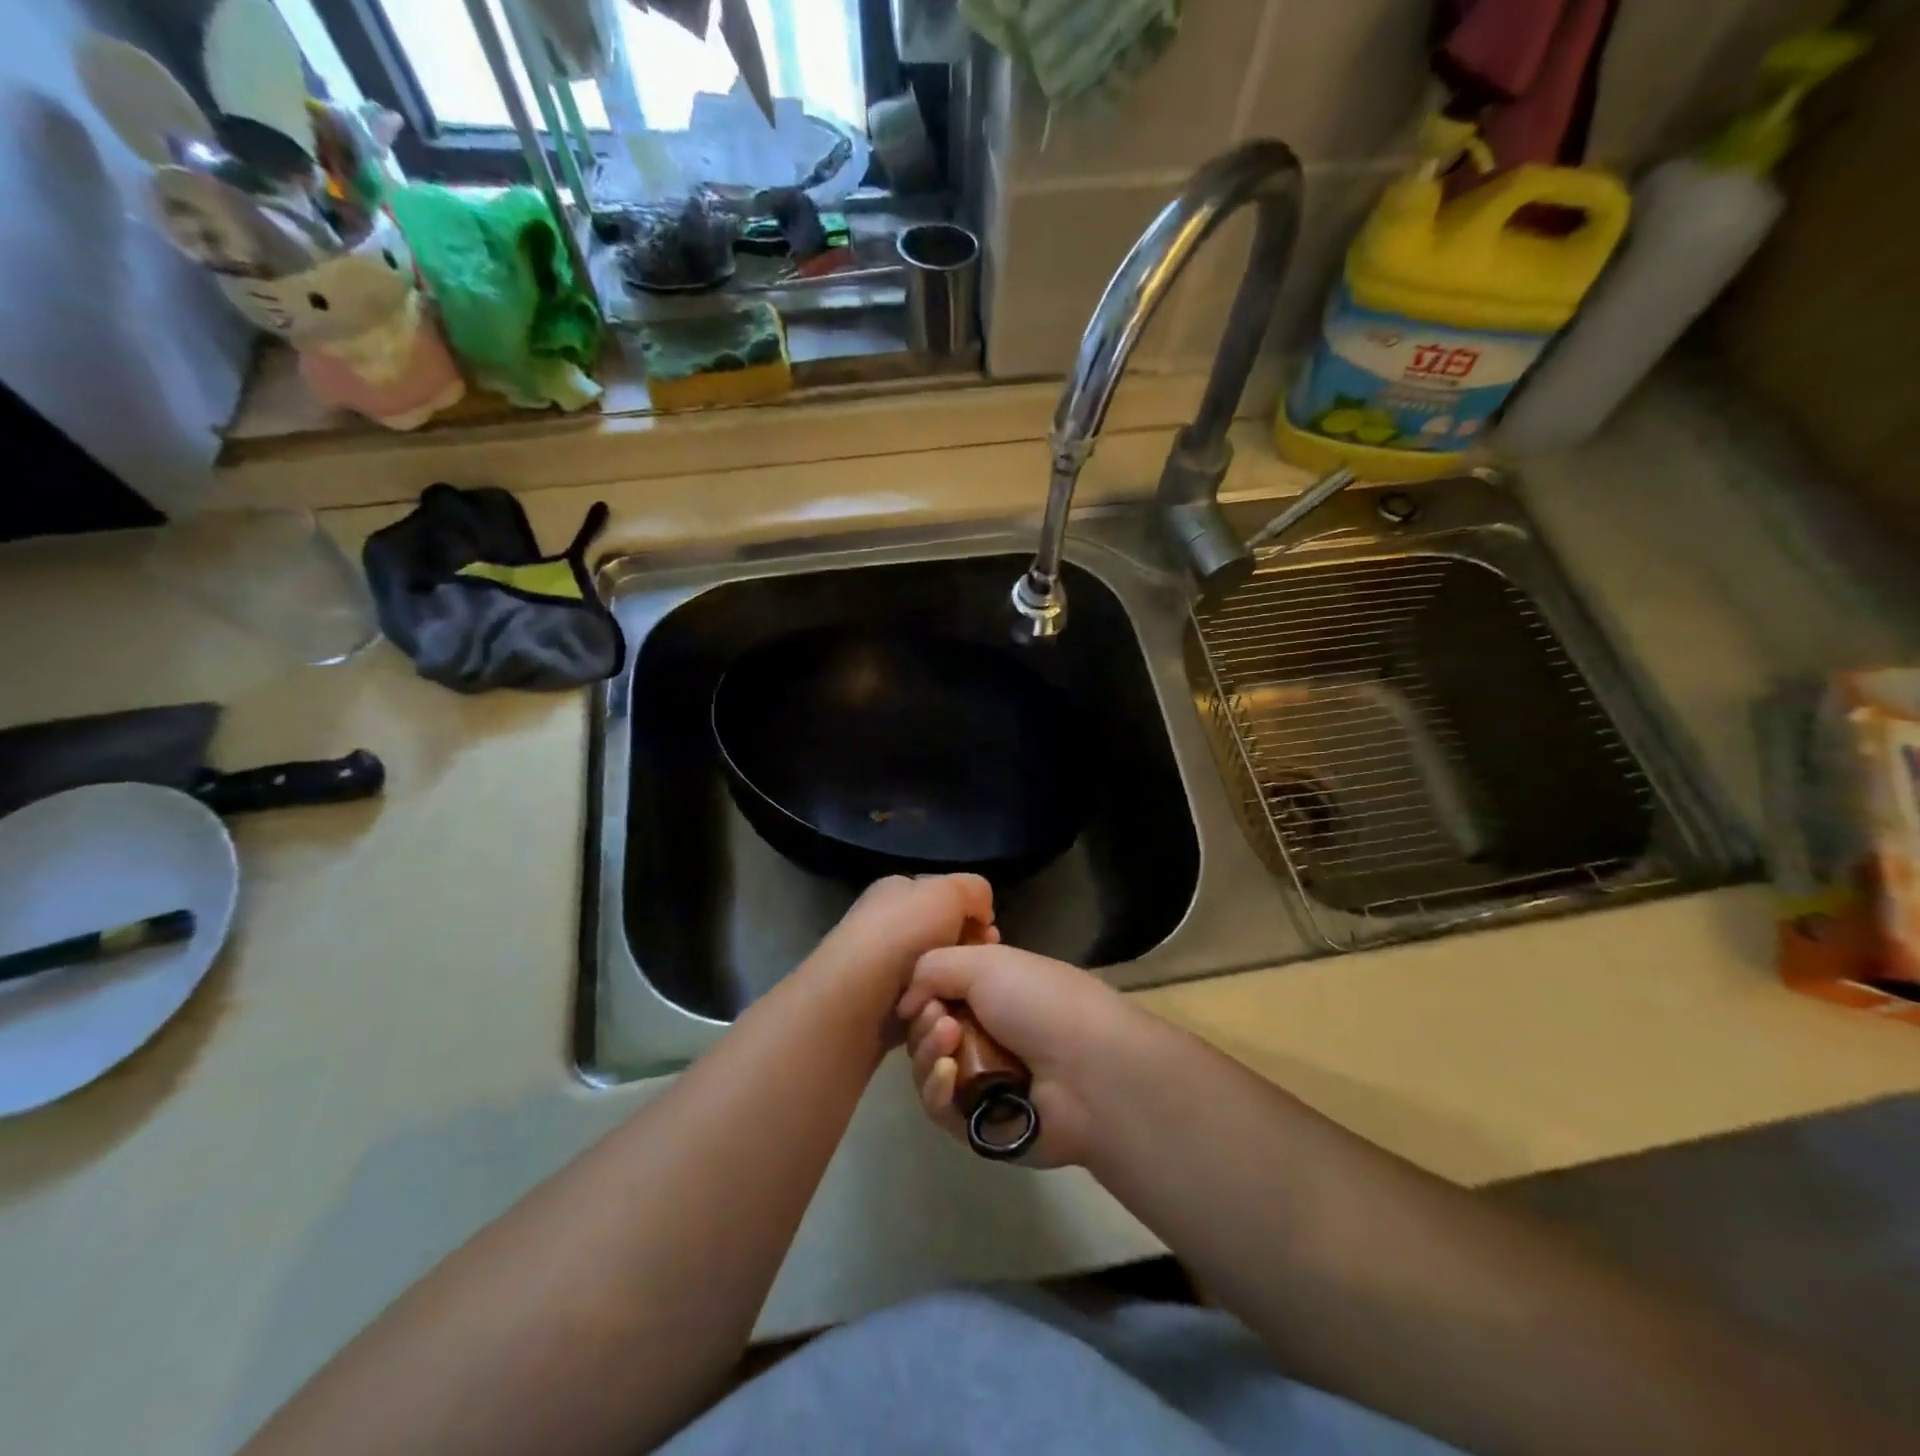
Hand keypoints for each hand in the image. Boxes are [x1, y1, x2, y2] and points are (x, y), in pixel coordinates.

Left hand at [811, 874, 996, 1011]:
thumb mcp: (948, 892)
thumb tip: (981, 915)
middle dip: (966, 955)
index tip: (991, 936)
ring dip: (952, 989)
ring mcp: (881, 971)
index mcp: (896, 892)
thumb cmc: (903, 933)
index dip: (972, 915)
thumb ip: (974, 891)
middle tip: (981, 969)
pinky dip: (935, 1018)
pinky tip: (944, 1023)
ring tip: (962, 1001)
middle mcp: (885, 926)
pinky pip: (921, 1011)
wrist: (856, 997)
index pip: (944, 899)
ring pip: (935, 979)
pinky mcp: (880, 1011)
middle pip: (943, 940)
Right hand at [897, 943, 1138, 1167]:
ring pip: (927, 1067)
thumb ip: (931, 968)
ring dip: (927, 1050)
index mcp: (995, 991)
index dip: (924, 989)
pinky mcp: (978, 1124)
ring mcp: (983, 1079)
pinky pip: (939, 1107)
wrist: (1088, 1069)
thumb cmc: (1039, 1002)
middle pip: (928, 1029)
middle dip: (924, 1020)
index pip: (940, 990)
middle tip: (939, 1017)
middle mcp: (988, 1033)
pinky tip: (946, 1074)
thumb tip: (907, 1002)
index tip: (921, 989)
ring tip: (947, 1040)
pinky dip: (935, 1089)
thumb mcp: (985, 962)